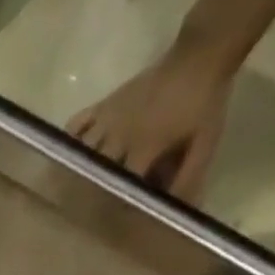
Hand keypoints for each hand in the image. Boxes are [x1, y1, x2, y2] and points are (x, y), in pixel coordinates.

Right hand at [66, 47, 234, 201]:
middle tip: (89, 210)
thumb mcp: (205, 142)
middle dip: (92, 193)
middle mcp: (120, 135)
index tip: (115, 222)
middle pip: (96, 171)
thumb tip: (176, 211)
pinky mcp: (105, 104)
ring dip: (78, 171)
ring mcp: (110, 118)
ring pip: (82, 152)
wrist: (201, 53)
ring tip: (75, 190)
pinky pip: (77, 125)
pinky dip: (69, 141)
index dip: (118, 205)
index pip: (122, 185)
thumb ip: (189, 177)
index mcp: (144, 146)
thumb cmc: (205, 101)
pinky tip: (71, 155)